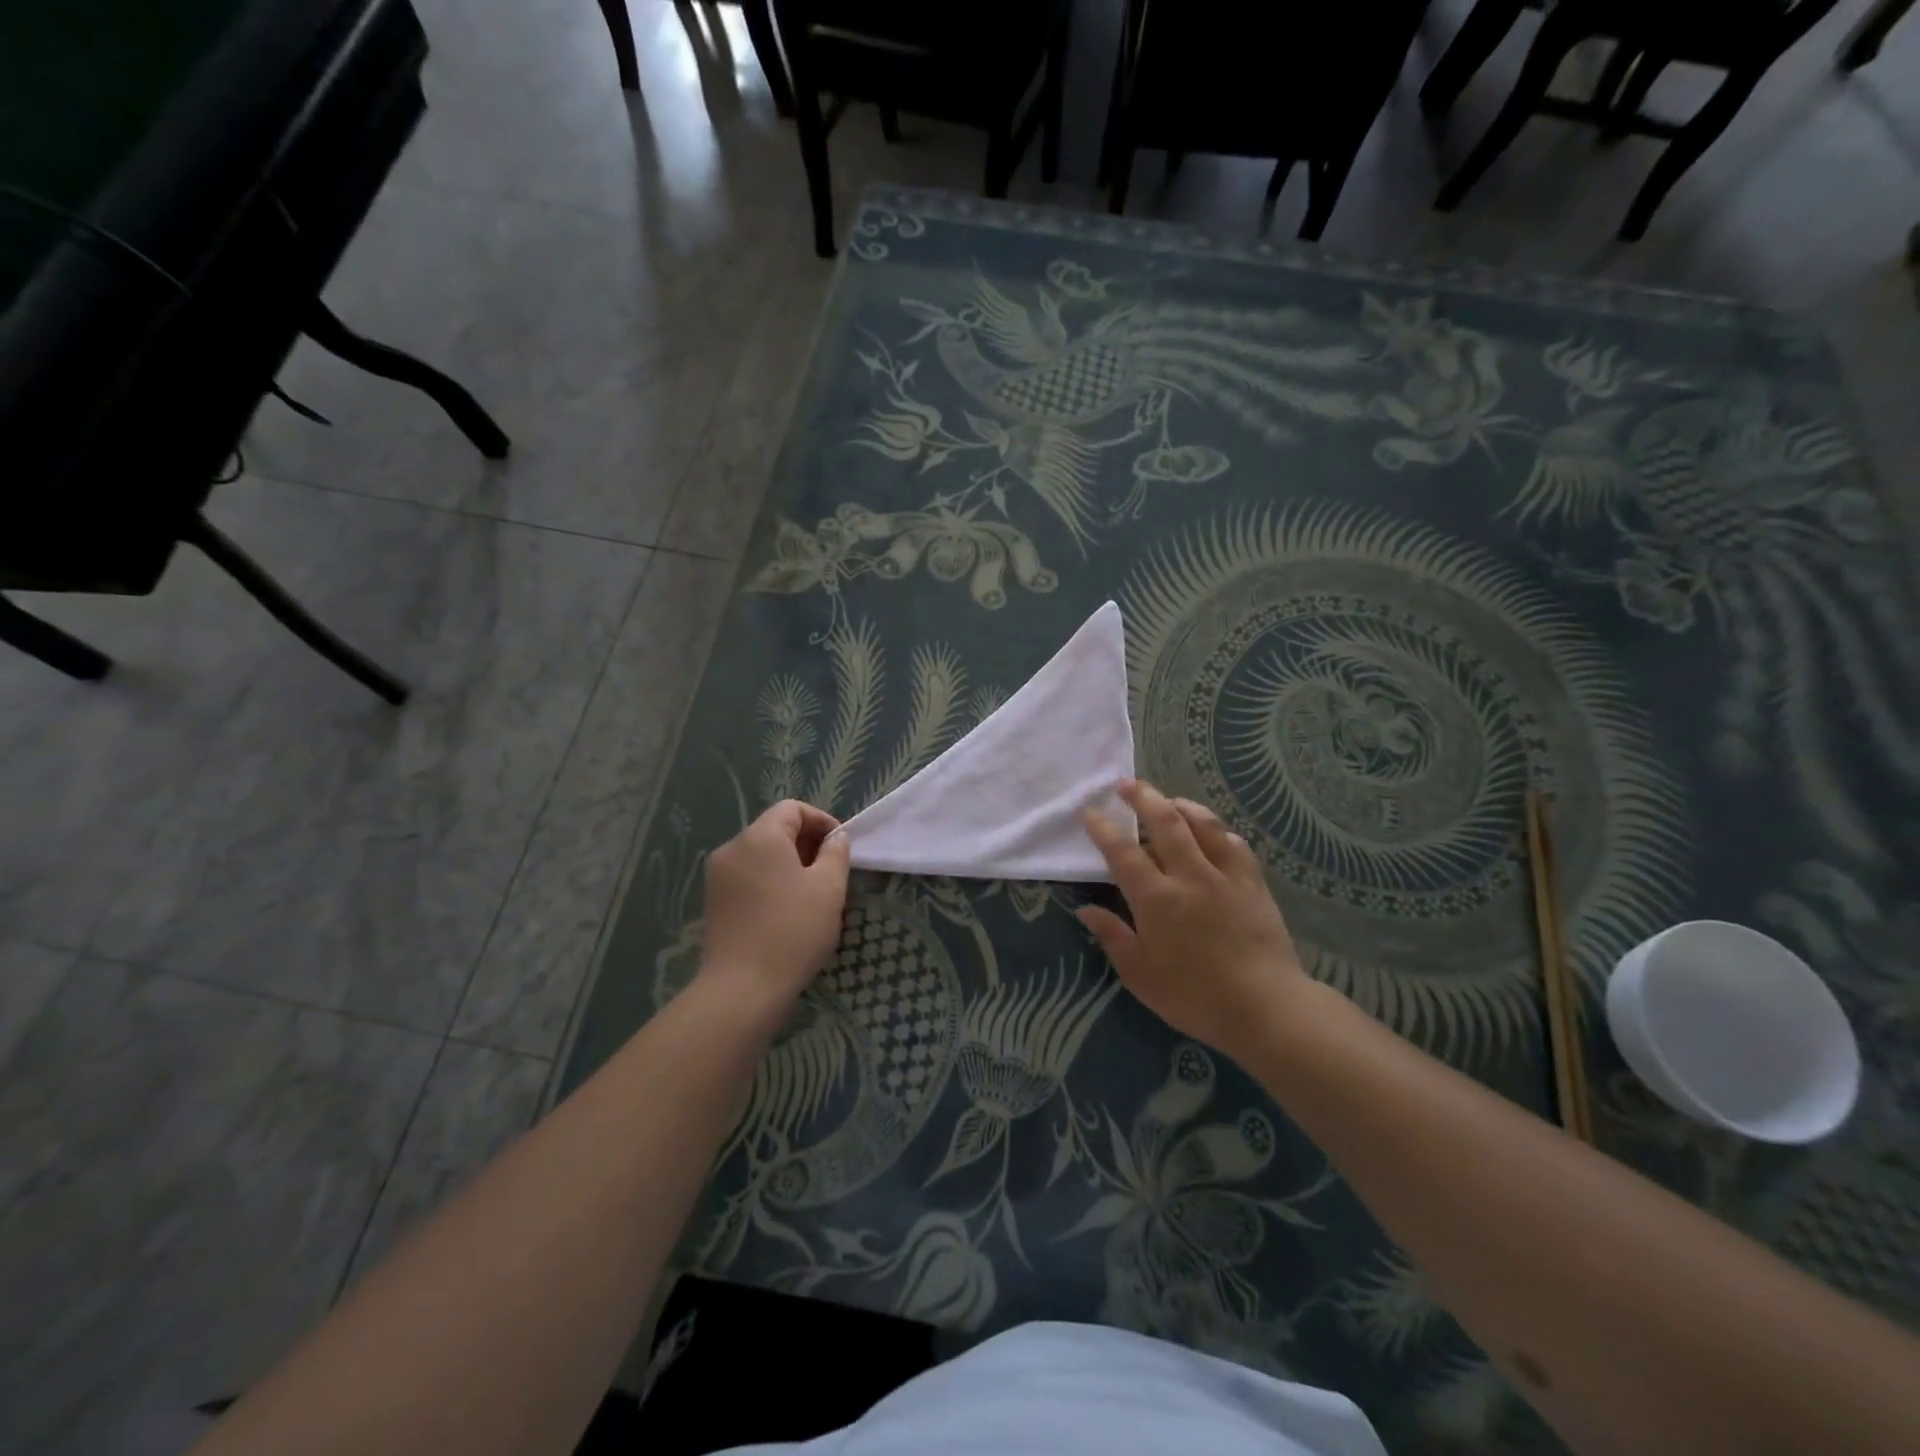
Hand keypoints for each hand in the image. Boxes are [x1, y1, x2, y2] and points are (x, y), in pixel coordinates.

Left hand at [698, 800, 851, 1014]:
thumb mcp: (829, 887)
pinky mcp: (713, 902)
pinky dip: (770, 882)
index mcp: (759, 837)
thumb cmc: (793, 930)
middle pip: (774, 829)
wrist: (743, 988)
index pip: (792, 809)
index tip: (841, 847)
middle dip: (806, 844)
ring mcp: (718, 876)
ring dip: (789, 864)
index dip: (821, 821)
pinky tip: (786, 911)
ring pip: (761, 855)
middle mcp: (732, 848)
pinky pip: (748, 877)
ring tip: (812, 894)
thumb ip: (836, 853)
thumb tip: (836, 837)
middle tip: (831, 872)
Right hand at [1079, 779, 1309, 1063]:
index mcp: (1156, 898)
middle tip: (1127, 784)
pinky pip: (1235, 844)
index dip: (1103, 829)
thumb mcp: (1140, 975)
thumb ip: (1112, 936)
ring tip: (1168, 799)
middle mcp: (1190, 875)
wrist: (1266, 1008)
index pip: (1123, 852)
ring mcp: (1226, 876)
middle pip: (1165, 822)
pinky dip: (1218, 830)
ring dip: (1182, 805)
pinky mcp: (1253, 884)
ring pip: (1204, 824)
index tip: (1090, 812)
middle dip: (1143, 797)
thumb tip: (1085, 909)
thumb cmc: (1194, 996)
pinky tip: (1212, 832)